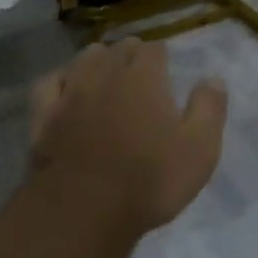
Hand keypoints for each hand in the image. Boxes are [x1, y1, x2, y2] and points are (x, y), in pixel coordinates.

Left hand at [28, 40, 227, 239]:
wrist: (84, 209)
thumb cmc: (149, 179)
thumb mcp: (199, 149)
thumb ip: (209, 109)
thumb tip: (213, 78)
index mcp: (144, 77)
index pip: (154, 49)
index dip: (161, 58)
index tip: (166, 71)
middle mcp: (106, 73)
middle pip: (119, 48)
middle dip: (131, 55)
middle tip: (140, 75)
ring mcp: (71, 92)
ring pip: (84, 59)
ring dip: (98, 60)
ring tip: (105, 73)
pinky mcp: (44, 114)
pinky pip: (50, 82)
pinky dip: (61, 80)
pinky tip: (66, 87)